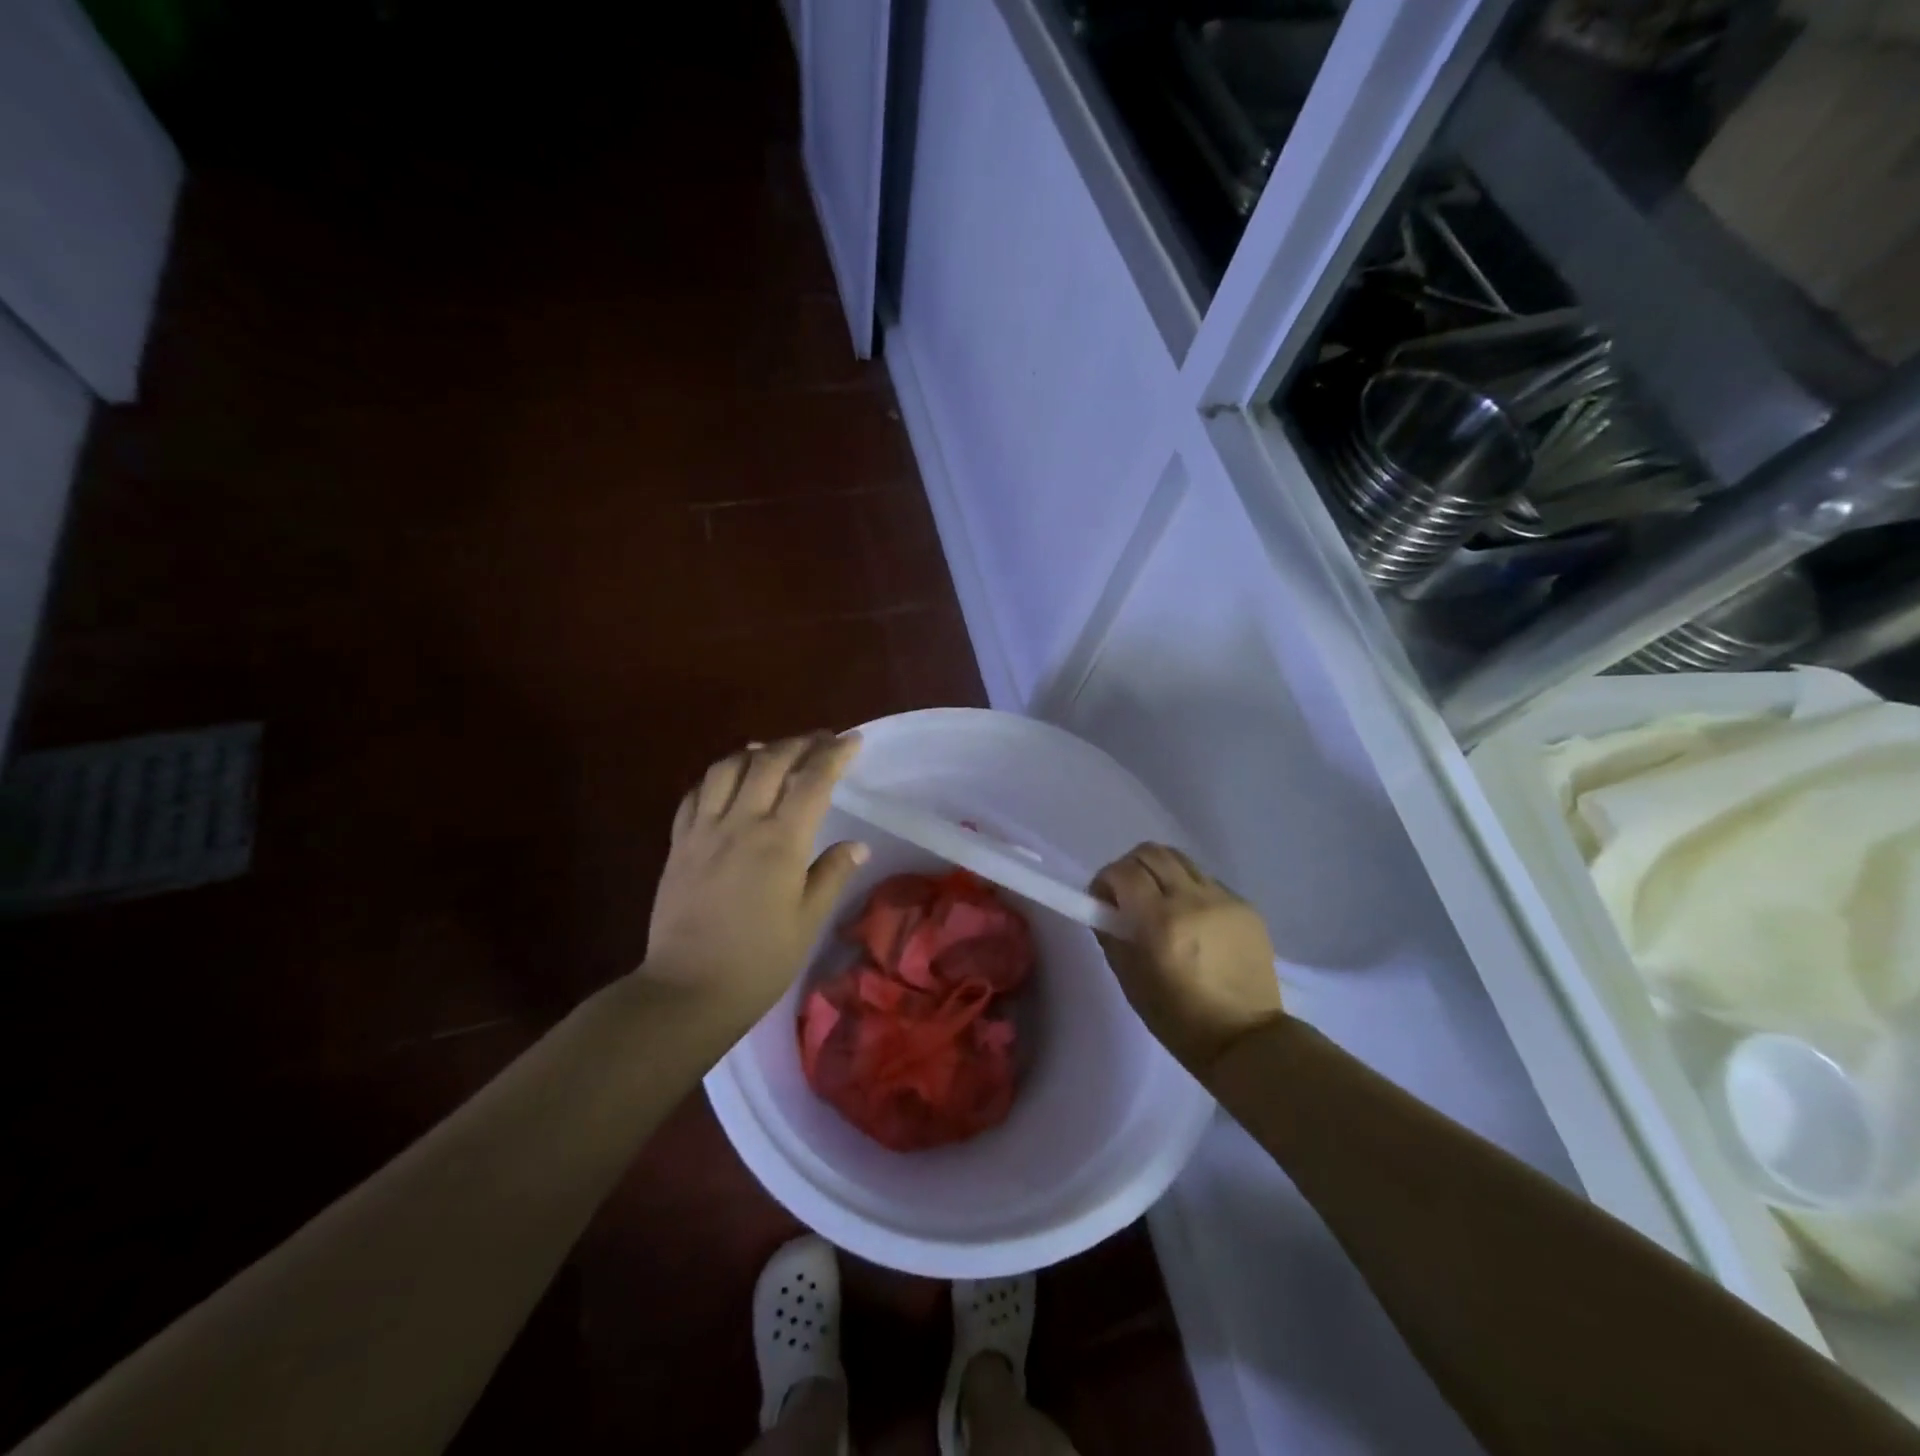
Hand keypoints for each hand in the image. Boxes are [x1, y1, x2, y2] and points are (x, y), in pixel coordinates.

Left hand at [641, 733, 868, 1025]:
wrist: (686, 991)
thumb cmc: (758, 962)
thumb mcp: (807, 922)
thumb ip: (831, 875)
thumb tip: (857, 844)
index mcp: (779, 842)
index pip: (812, 781)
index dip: (834, 755)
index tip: (852, 740)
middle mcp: (740, 824)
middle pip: (768, 761)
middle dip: (798, 743)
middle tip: (820, 741)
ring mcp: (703, 831)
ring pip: (726, 769)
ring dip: (754, 752)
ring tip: (772, 752)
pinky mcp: (678, 845)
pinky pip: (695, 794)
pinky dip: (717, 777)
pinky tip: (727, 781)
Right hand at [1093, 844, 1284, 1080]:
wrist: (1246, 1039)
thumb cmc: (1178, 1018)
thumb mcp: (1129, 980)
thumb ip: (1111, 934)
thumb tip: (1103, 907)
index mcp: (1159, 921)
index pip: (1122, 871)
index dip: (1105, 880)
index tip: (1103, 900)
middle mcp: (1192, 899)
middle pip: (1151, 852)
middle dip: (1130, 867)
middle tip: (1128, 895)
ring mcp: (1223, 899)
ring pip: (1180, 859)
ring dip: (1160, 871)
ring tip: (1159, 900)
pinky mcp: (1245, 905)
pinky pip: (1206, 879)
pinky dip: (1189, 888)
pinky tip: (1192, 918)